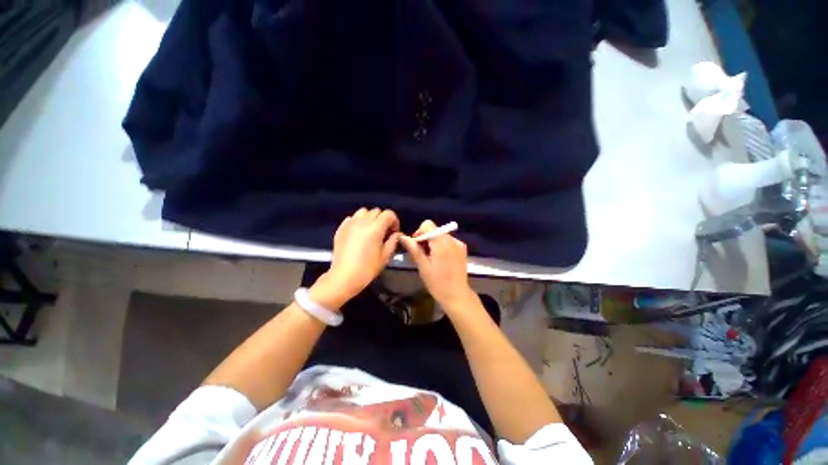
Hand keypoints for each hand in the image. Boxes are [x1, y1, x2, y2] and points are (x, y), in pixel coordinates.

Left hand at [311, 208, 400, 309]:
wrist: (344, 277)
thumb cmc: (367, 268)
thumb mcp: (385, 256)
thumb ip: (393, 241)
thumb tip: (396, 234)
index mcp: (375, 228)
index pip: (389, 214)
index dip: (395, 221)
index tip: (394, 232)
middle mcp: (362, 222)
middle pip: (377, 211)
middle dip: (383, 220)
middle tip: (384, 232)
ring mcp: (350, 224)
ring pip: (363, 212)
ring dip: (370, 218)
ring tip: (371, 230)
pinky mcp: (341, 229)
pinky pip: (352, 218)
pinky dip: (358, 222)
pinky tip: (359, 233)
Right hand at [399, 220, 476, 311]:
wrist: (457, 296)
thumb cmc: (438, 284)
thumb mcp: (423, 267)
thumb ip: (414, 249)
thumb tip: (402, 237)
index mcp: (442, 244)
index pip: (428, 225)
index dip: (419, 233)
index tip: (416, 246)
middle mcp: (452, 240)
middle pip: (434, 230)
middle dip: (425, 239)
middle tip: (422, 255)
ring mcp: (459, 244)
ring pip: (440, 235)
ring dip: (433, 243)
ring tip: (431, 259)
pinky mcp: (462, 249)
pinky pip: (448, 241)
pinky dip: (441, 246)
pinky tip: (440, 260)